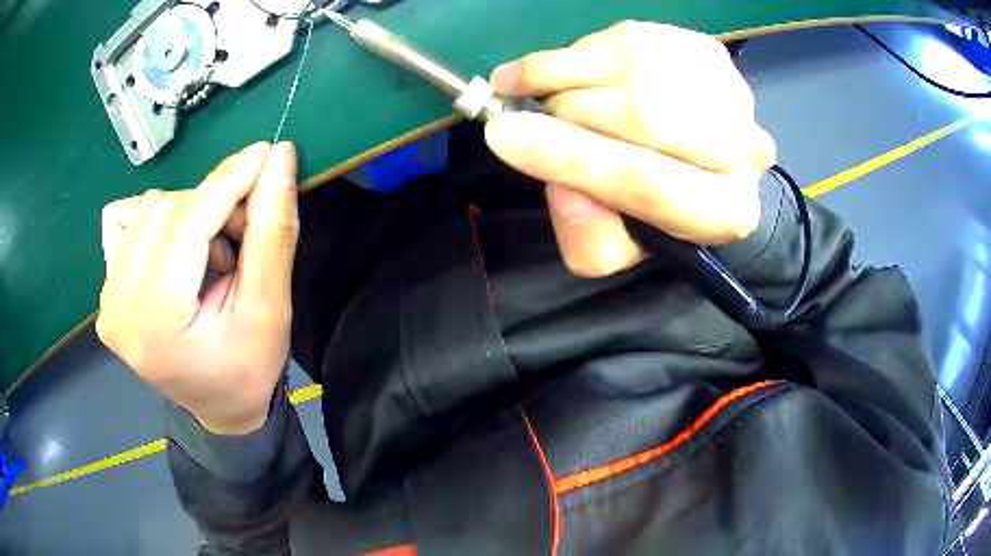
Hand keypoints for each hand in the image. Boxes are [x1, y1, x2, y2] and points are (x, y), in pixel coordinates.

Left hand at [97, 142, 299, 435]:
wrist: (218, 407)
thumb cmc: (248, 370)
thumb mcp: (270, 308)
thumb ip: (272, 231)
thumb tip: (280, 159)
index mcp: (157, 324)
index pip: (187, 224)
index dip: (229, 181)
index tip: (267, 154)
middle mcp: (119, 309)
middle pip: (165, 210)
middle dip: (213, 205)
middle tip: (243, 234)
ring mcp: (107, 300)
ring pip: (148, 210)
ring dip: (189, 214)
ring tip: (213, 253)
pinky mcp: (106, 292)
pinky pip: (124, 222)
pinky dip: (155, 218)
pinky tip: (175, 247)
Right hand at [484, 21, 775, 276]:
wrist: (695, 161)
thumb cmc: (652, 207)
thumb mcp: (615, 246)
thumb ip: (588, 238)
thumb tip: (564, 187)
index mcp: (724, 212)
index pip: (645, 179)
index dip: (568, 154)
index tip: (503, 134)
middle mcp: (744, 150)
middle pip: (644, 113)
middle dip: (567, 109)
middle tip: (526, 111)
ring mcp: (731, 91)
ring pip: (635, 65)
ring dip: (567, 70)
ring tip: (534, 82)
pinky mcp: (709, 52)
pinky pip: (633, 39)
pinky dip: (586, 49)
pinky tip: (570, 66)